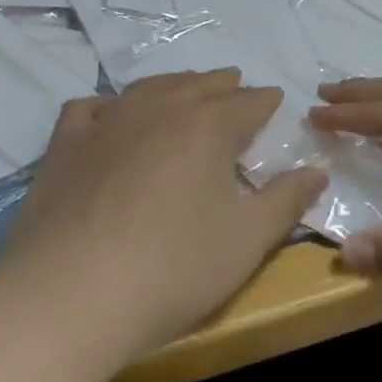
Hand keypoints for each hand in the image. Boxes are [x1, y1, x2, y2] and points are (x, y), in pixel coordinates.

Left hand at [0, 70, 327, 364]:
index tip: (275, 99)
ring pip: (148, 89)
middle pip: (197, 87)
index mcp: (206, 129)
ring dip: (174, 85)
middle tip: (236, 83)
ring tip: (186, 88)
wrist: (69, 297)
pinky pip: (90, 108)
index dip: (264, 101)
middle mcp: (157, 111)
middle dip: (222, 85)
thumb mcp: (246, 242)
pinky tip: (111, 113)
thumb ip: (285, 202)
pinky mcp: (64, 145)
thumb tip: (317, 171)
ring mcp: (105, 124)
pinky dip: (110, 105)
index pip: (246, 104)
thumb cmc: (172, 270)